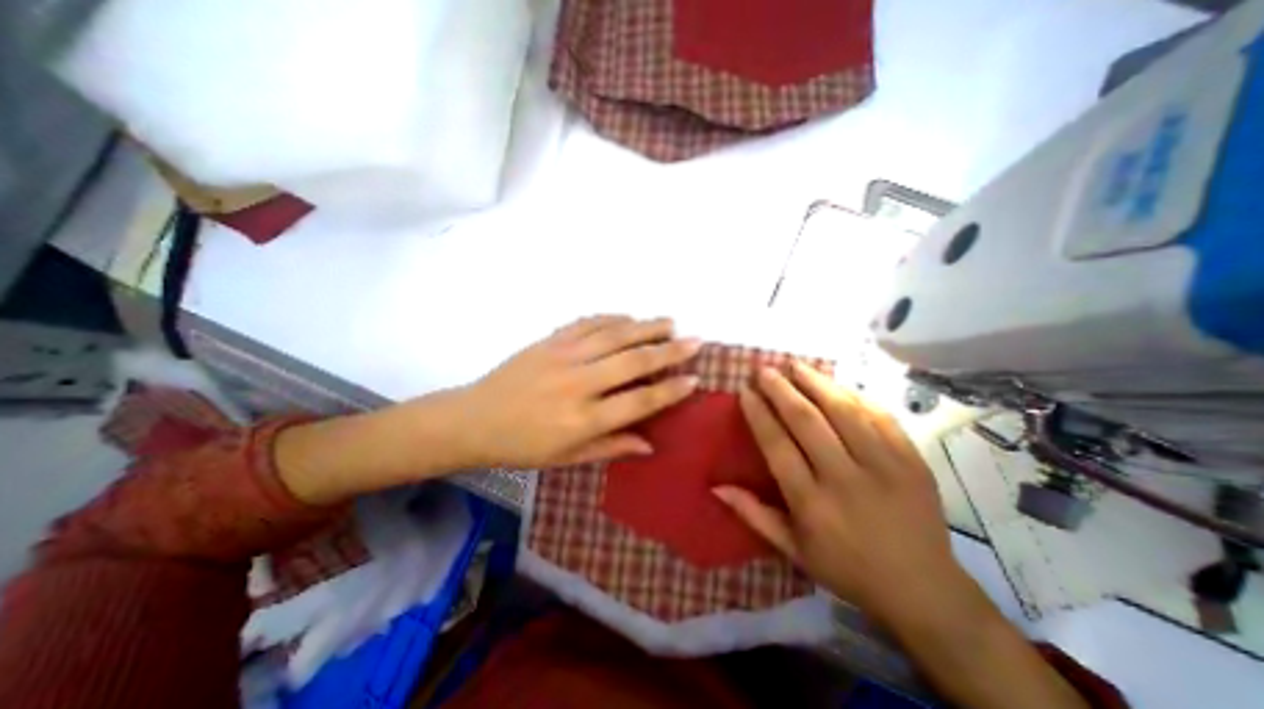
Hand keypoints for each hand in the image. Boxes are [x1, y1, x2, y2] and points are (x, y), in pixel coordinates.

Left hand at [449, 316, 701, 469]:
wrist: (474, 420)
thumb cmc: (522, 447)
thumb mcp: (567, 458)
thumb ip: (611, 447)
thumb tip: (650, 444)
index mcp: (583, 420)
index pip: (639, 402)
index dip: (670, 390)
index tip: (695, 378)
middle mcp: (578, 384)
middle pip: (633, 361)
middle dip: (669, 350)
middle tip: (695, 340)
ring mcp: (563, 357)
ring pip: (614, 335)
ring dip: (645, 327)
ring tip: (670, 322)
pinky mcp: (549, 341)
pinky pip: (587, 324)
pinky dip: (612, 318)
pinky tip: (629, 317)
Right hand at [710, 363, 969, 622]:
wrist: (925, 590)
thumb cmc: (847, 569)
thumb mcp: (793, 550)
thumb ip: (753, 514)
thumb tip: (715, 485)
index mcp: (812, 503)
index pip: (777, 445)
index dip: (758, 413)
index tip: (745, 391)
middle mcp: (845, 479)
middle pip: (807, 420)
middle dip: (781, 389)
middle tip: (764, 369)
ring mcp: (884, 466)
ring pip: (843, 410)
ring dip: (815, 382)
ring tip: (795, 364)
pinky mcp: (912, 460)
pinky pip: (879, 416)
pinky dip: (854, 395)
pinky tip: (836, 384)